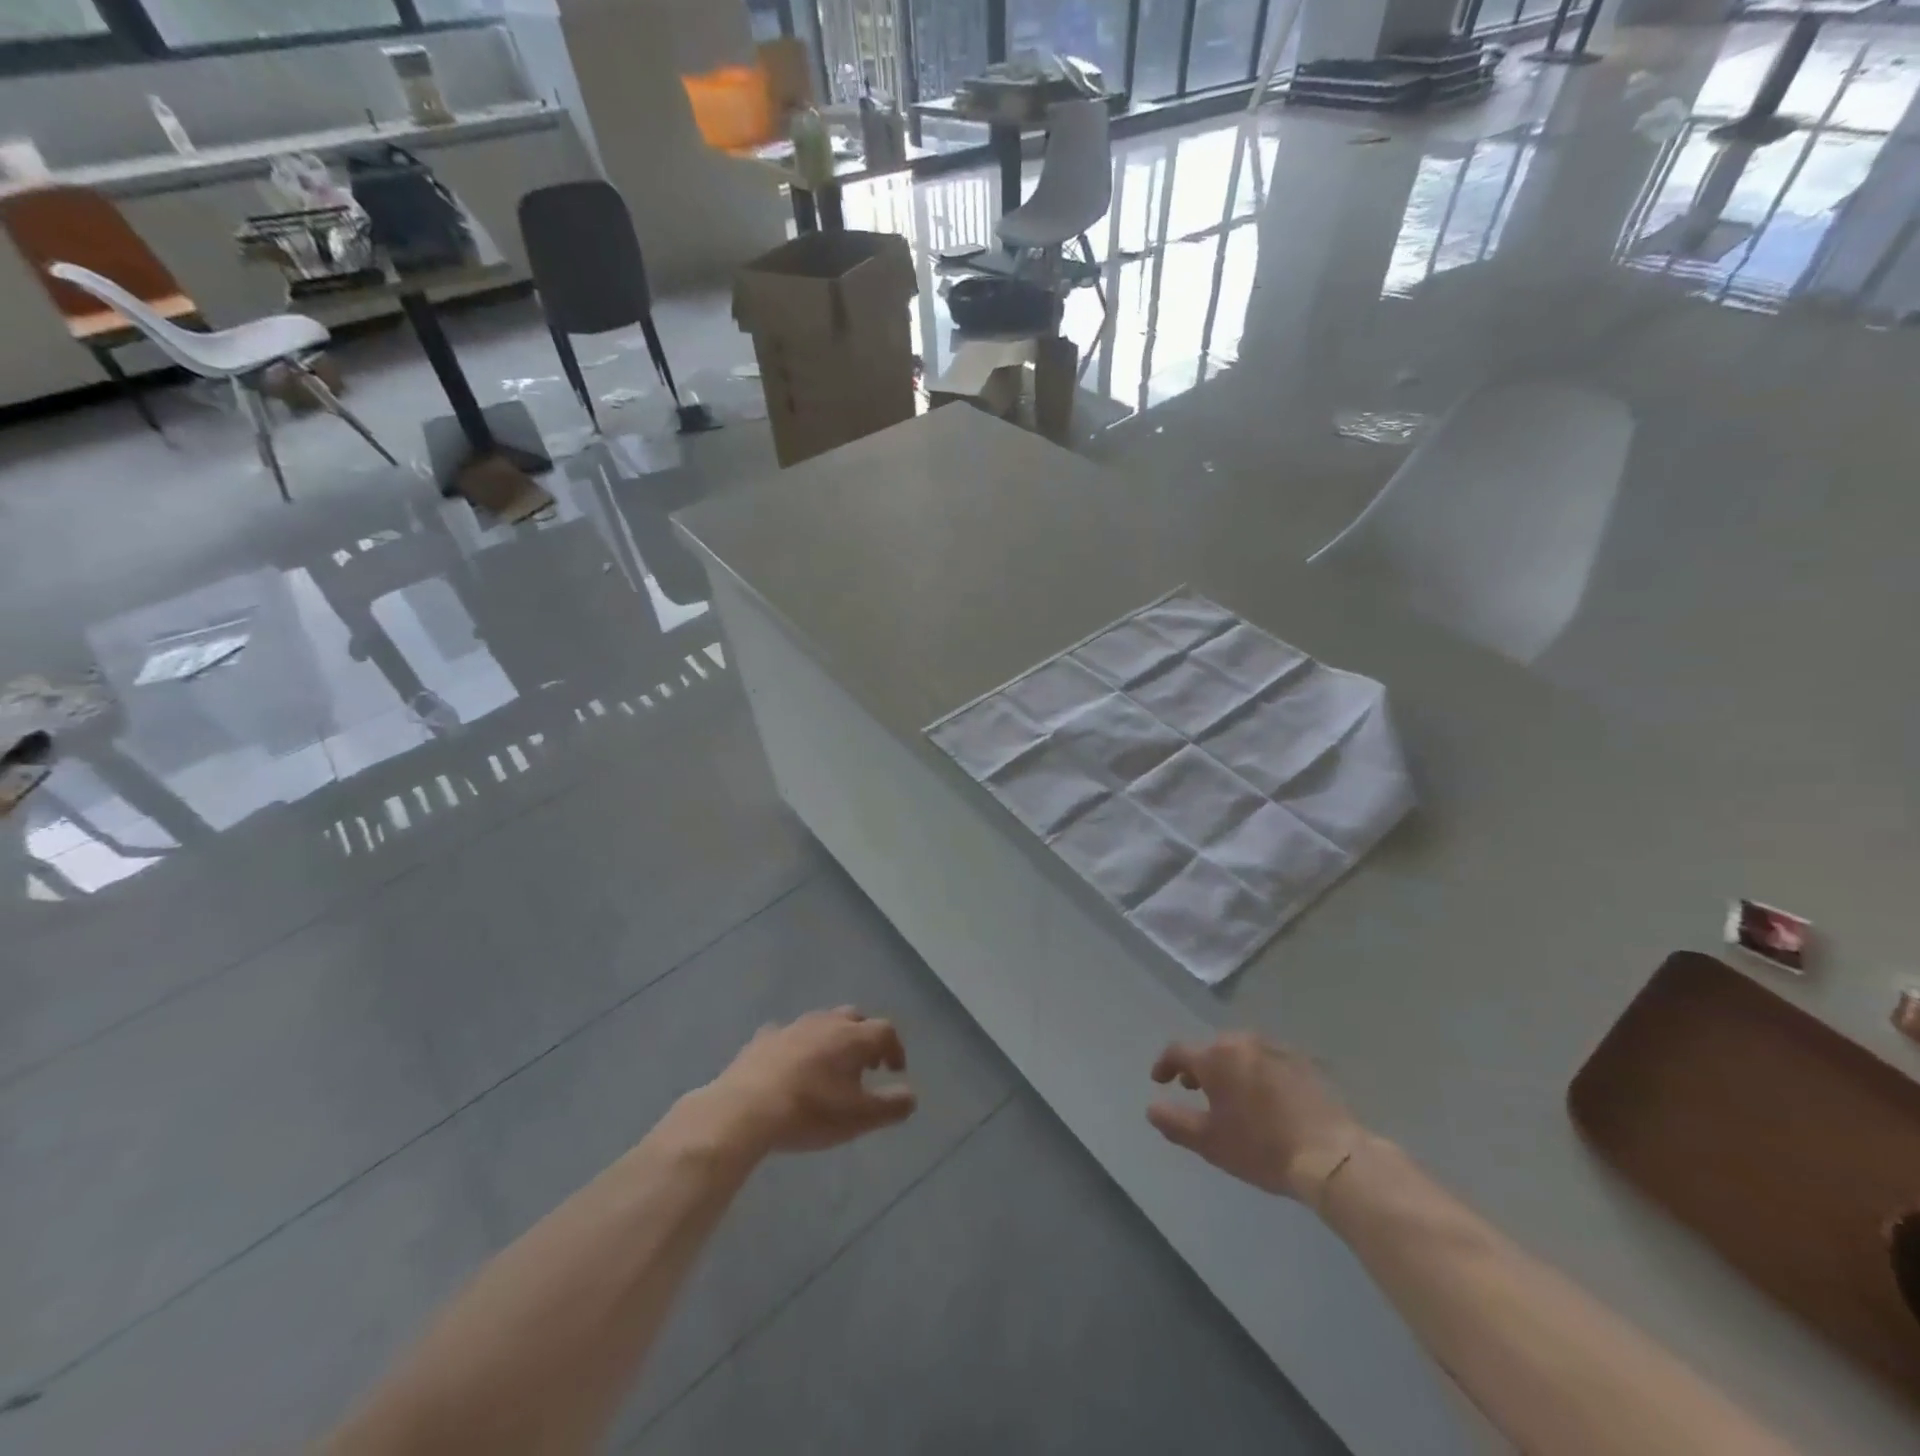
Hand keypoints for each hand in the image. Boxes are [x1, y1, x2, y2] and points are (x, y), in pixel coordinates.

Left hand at [703, 1007, 917, 1155]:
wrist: (746, 1109)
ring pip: (822, 1022)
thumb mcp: (859, 1118)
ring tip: (830, 1066)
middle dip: (865, 1037)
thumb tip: (912, 1096)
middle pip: (854, 1018)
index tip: (895, 1071)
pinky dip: (797, 1045)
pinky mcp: (764, 1039)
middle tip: (866, 1064)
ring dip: (832, 1038)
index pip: (885, 1030)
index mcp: (853, 1037)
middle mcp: (826, 1023)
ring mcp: (792, 1027)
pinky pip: (788, 1035)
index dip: (895, 1048)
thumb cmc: (811, 1112)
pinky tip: (791, 1064)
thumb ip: (891, 1106)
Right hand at [1147, 1033, 1363, 1202]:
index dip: (1165, 1065)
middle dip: (1200, 1067)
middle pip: (1212, 1049)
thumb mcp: (1210, 1142)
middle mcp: (1243, 1042)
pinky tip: (1267, 1098)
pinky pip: (1270, 1061)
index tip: (1160, 1080)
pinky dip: (1259, 1073)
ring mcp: (1277, 1049)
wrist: (1332, 1156)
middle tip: (1196, 1089)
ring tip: (1232, 1093)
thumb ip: (1175, 1122)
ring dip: (1230, 1068)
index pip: (1178, 1051)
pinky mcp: (1305, 1062)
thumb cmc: (1262, 1148)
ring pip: (1242, 1052)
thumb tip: (1152, 1108)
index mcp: (1216, 1057)